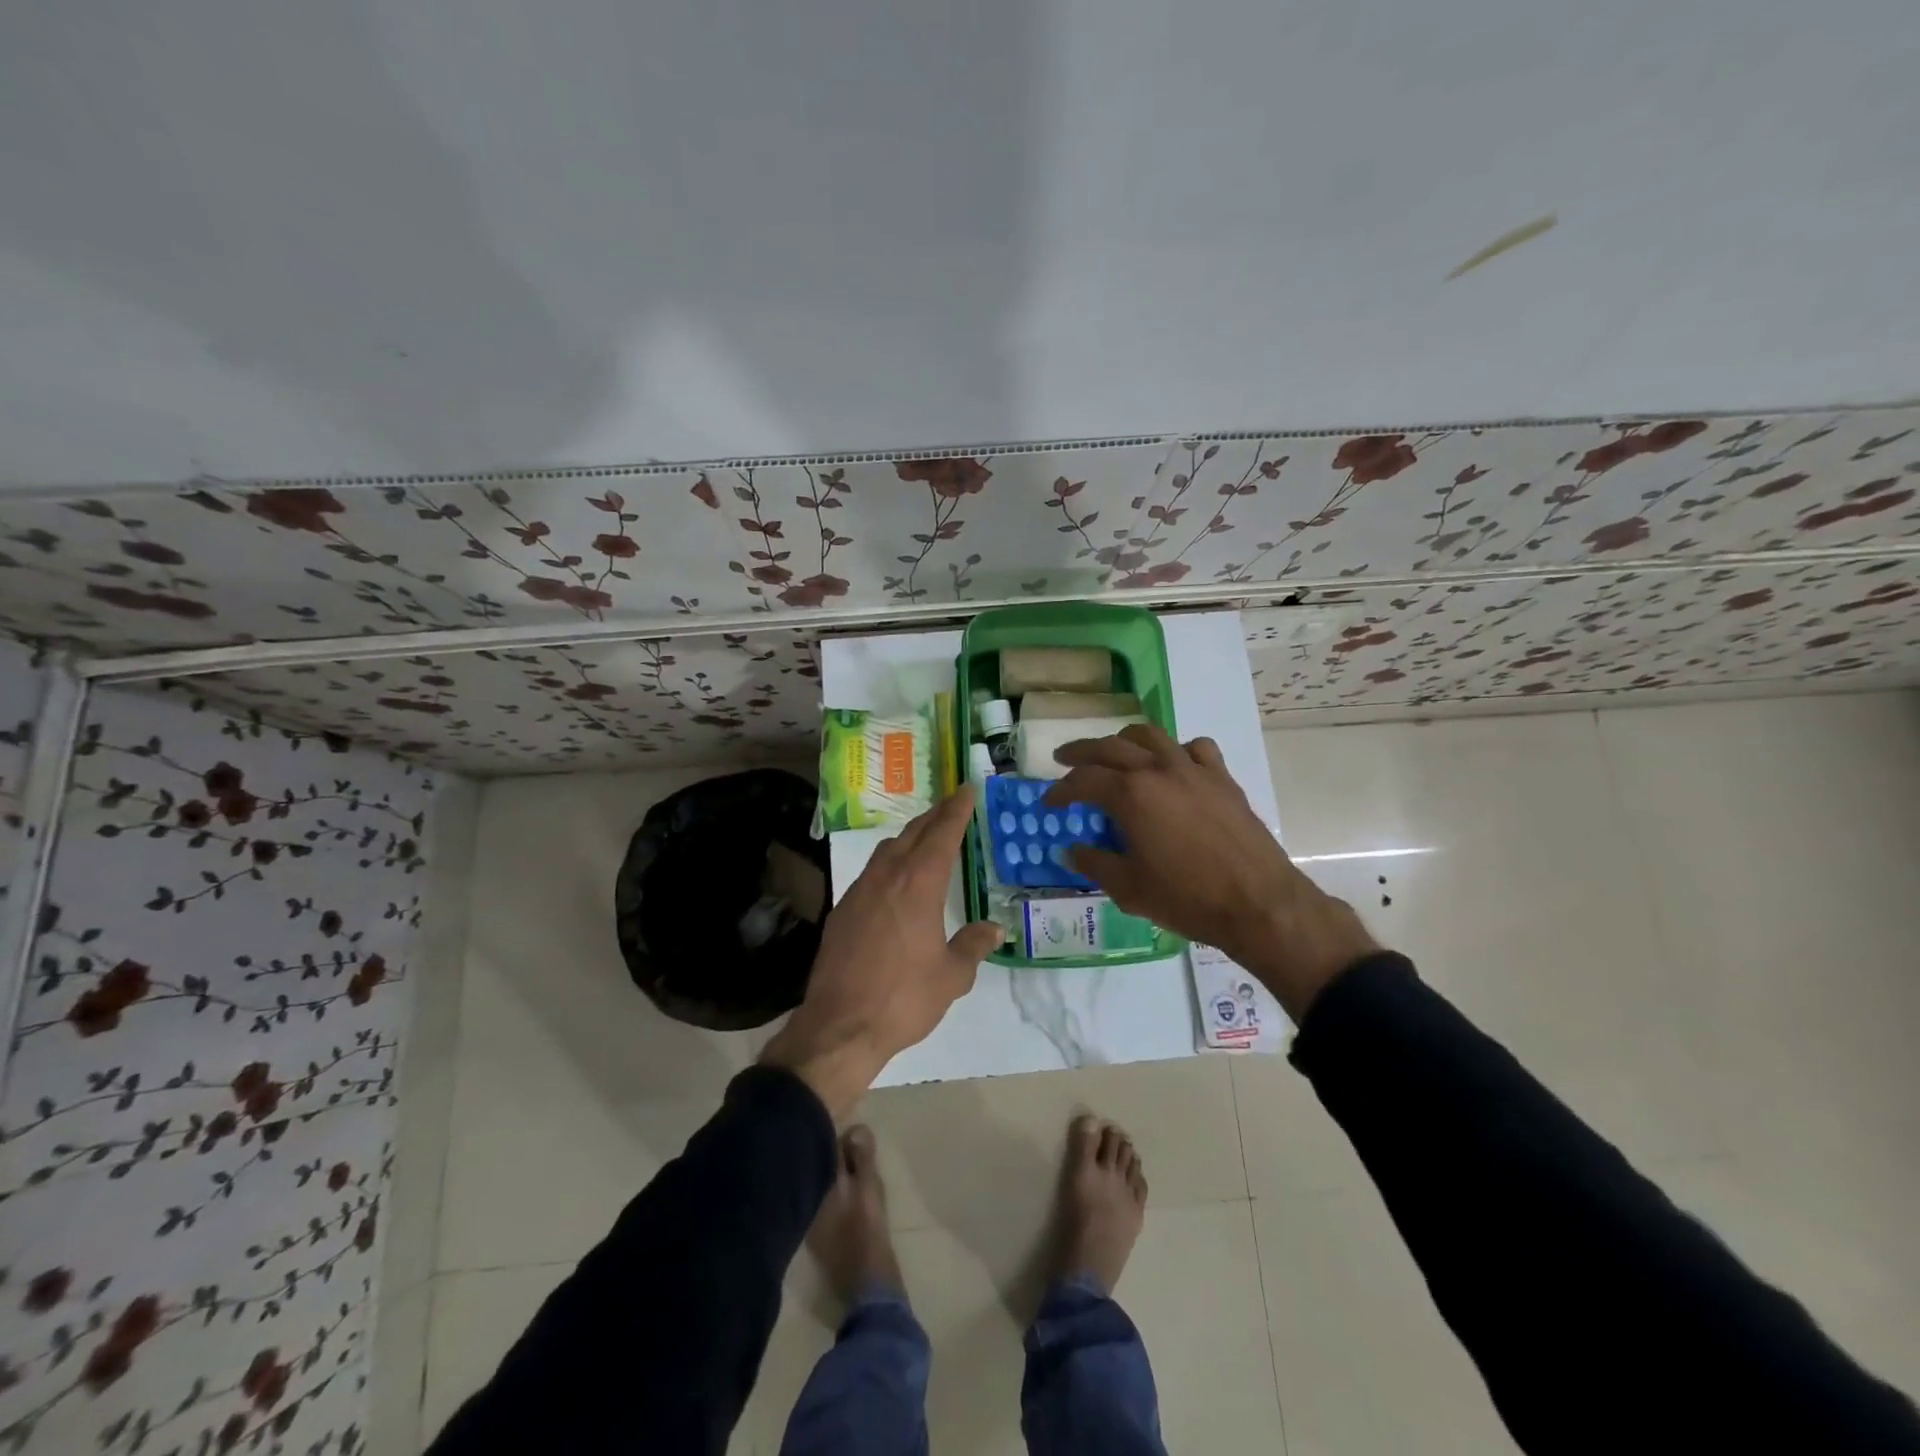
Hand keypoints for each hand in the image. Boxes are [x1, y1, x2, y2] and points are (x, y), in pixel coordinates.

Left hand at [761, 787, 1003, 1118]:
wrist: (840, 1026)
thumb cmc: (903, 998)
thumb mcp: (951, 976)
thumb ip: (973, 946)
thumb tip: (994, 928)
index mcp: (918, 884)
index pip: (942, 834)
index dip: (957, 810)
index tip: (967, 789)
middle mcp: (887, 877)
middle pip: (913, 833)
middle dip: (935, 816)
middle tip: (952, 806)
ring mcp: (859, 891)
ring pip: (888, 850)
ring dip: (909, 837)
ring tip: (926, 838)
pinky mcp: (842, 910)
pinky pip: (871, 872)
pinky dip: (889, 863)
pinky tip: (895, 881)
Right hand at [1045, 724, 1380, 1019]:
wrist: (1258, 903)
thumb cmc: (1187, 899)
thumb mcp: (1129, 888)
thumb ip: (1094, 863)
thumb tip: (1071, 850)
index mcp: (1131, 795)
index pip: (1083, 781)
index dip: (1061, 791)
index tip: (1049, 801)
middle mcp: (1159, 770)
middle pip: (1110, 746)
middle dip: (1082, 752)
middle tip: (1064, 759)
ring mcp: (1193, 770)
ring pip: (1151, 736)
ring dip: (1124, 740)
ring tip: (1114, 751)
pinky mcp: (1222, 778)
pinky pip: (1195, 748)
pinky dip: (1176, 750)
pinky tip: (1173, 765)